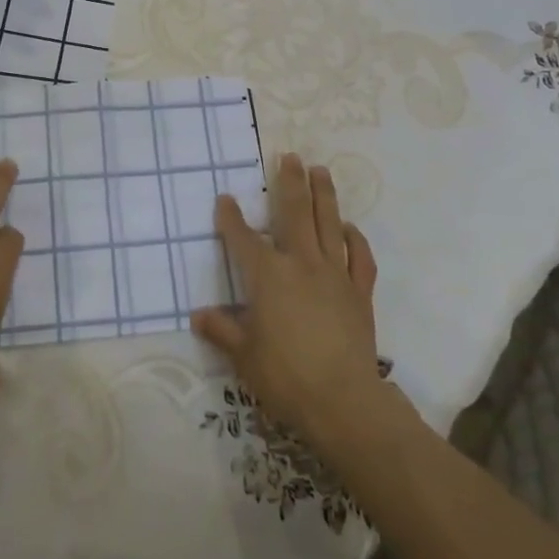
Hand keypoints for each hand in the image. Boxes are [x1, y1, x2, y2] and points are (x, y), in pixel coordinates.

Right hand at [191, 153, 384, 454]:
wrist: (343, 401)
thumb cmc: (285, 377)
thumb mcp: (244, 357)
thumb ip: (222, 331)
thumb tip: (199, 316)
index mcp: (268, 276)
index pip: (243, 239)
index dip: (231, 217)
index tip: (225, 198)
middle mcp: (301, 264)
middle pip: (294, 214)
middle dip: (289, 183)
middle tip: (289, 156)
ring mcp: (334, 275)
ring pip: (329, 224)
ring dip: (324, 195)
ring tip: (320, 171)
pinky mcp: (359, 292)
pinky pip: (359, 258)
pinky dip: (355, 239)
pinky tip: (350, 227)